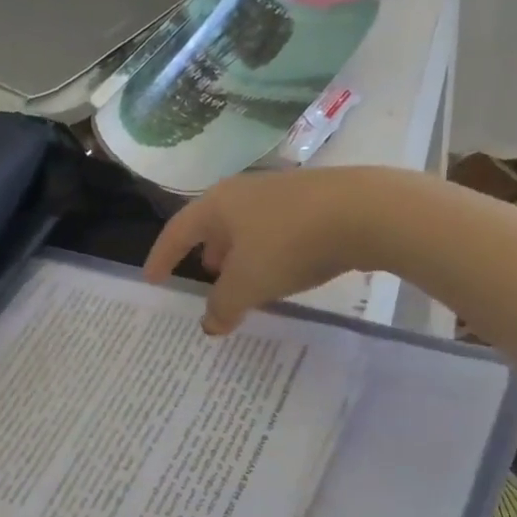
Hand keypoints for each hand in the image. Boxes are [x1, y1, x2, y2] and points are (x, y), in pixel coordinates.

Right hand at [145, 168, 381, 333]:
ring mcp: (282, 193)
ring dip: (240, 254)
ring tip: (244, 279)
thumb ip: (223, 306)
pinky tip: (284, 271)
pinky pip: (278, 231)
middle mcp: (245, 191)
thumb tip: (210, 324)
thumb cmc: (289, 244)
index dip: (162, 257)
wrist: (365, 211)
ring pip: (249, 227)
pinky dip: (269, 253)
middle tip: (205, 277)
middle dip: (207, 252)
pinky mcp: (316, 202)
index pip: (177, 231)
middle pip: (215, 224)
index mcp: (218, 205)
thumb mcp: (248, 284)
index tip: (152, 280)